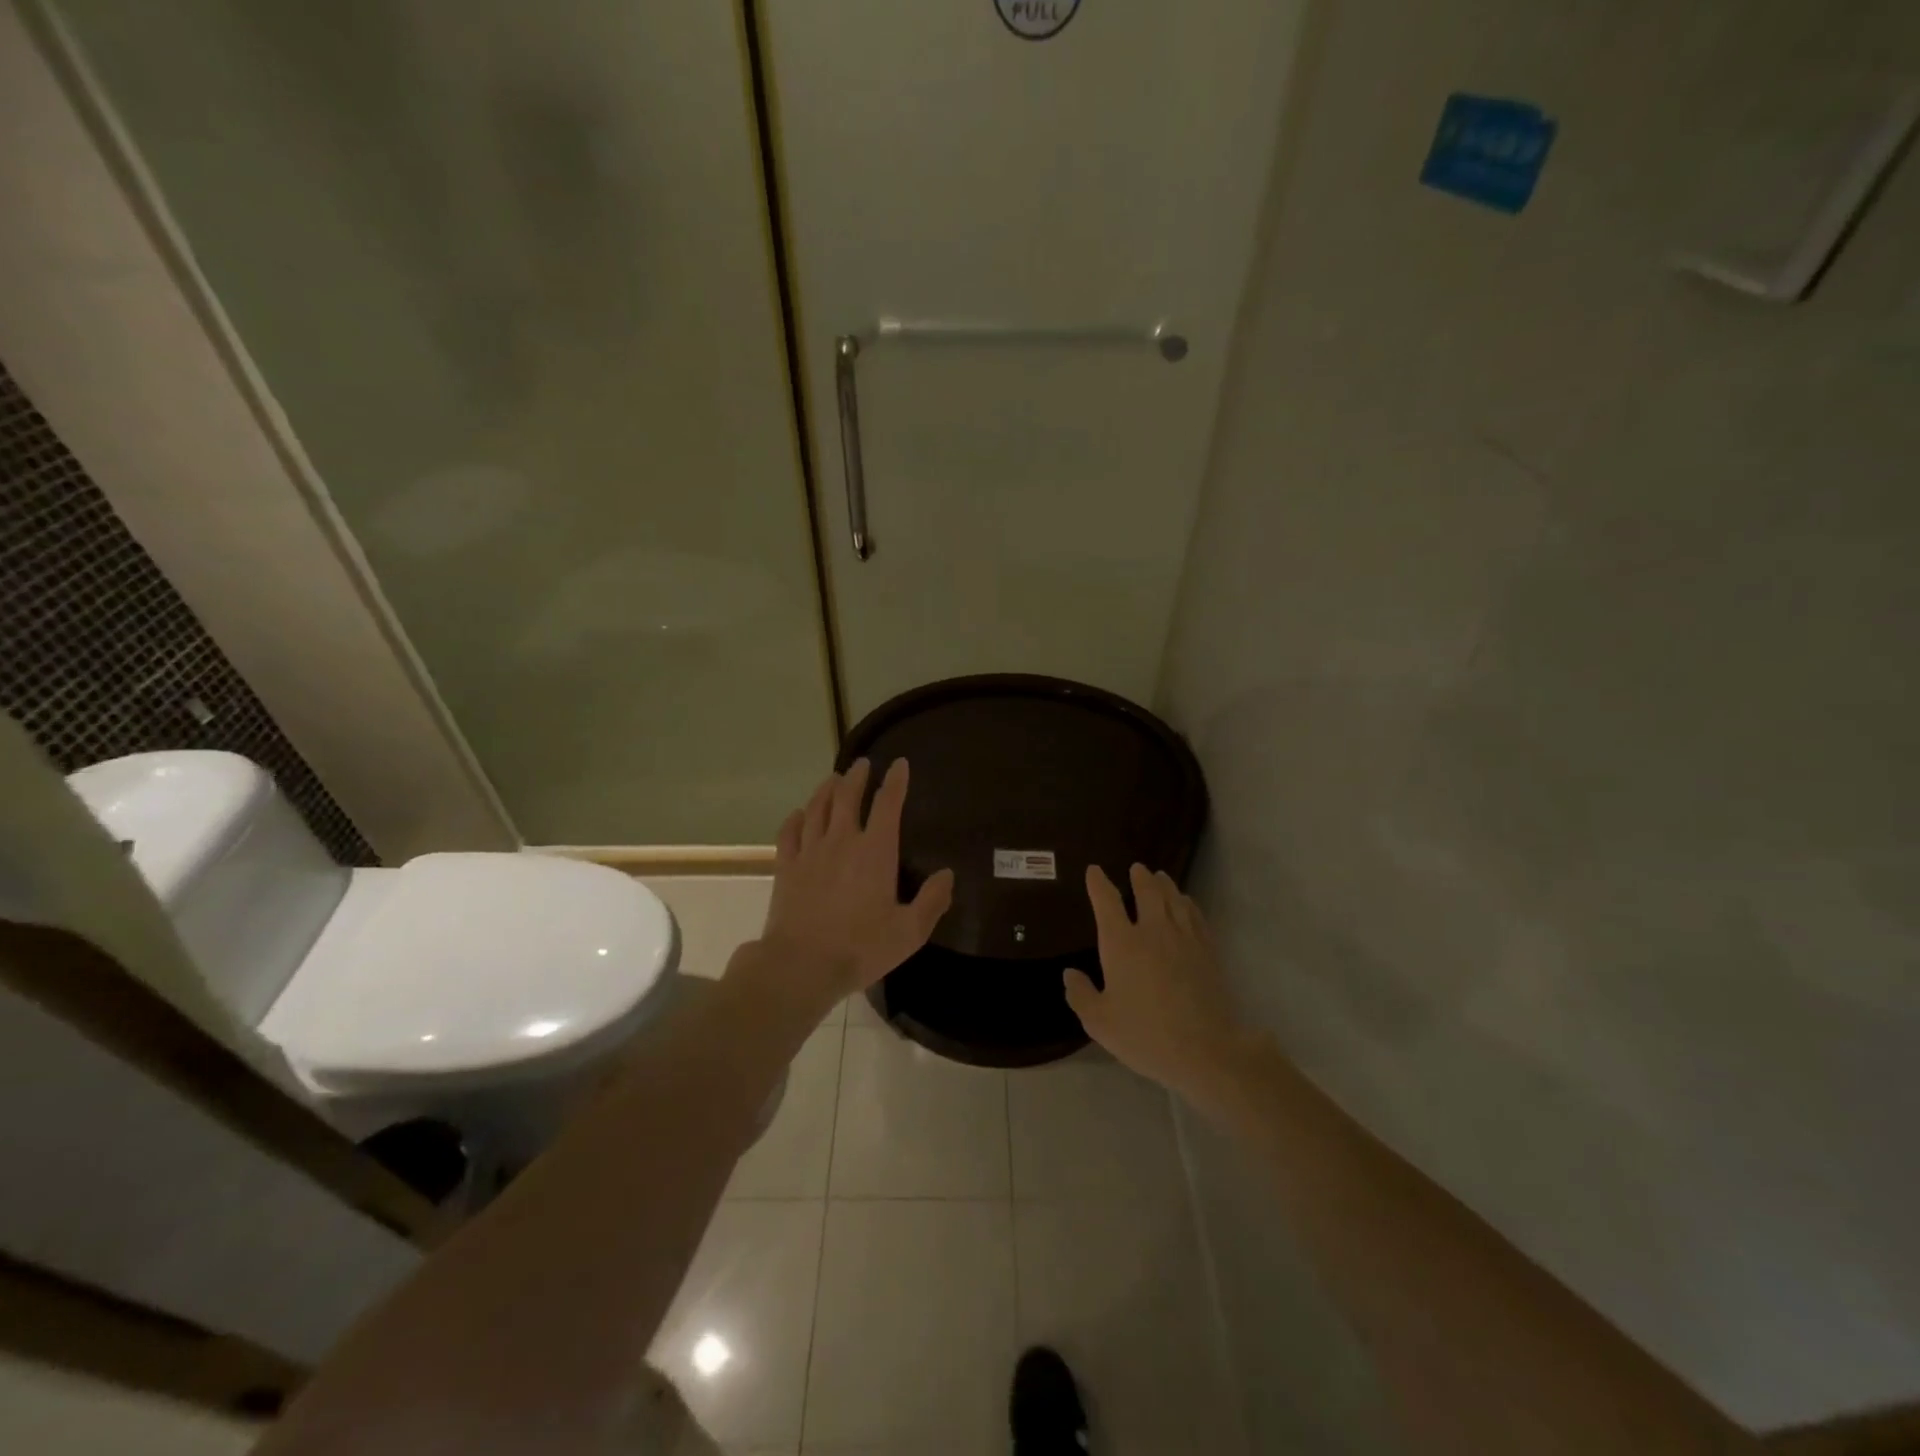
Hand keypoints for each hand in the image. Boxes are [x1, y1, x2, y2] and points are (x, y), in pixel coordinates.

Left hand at [754, 758, 954, 1009]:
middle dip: (857, 777)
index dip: (895, 781)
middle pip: (847, 797)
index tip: (899, 764)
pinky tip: (799, 814)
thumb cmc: (861, 948)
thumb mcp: (909, 932)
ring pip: (817, 808)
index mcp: (875, 851)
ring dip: (826, 790)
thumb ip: (931, 901)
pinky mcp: (786, 867)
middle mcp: (842, 841)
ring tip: (833, 779)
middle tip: (862, 764)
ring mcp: (810, 852)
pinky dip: (795, 818)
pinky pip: (789, 833)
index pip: (887, 804)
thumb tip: (948, 874)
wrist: (801, 965)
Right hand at [1065, 864, 1245, 1103]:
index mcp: (1121, 943)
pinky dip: (1188, 904)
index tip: (1094, 871)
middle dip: (1139, 877)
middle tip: (1136, 868)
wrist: (1204, 1050)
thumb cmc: (1144, 1035)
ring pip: (1174, 899)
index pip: (1107, 901)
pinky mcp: (1208, 951)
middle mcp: (1152, 931)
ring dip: (1165, 885)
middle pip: (1147, 892)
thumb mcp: (1100, 1022)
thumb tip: (1070, 973)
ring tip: (1160, 877)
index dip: (1098, 883)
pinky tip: (1186, 904)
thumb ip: (1081, 994)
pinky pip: (1196, 916)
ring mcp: (1184, 938)